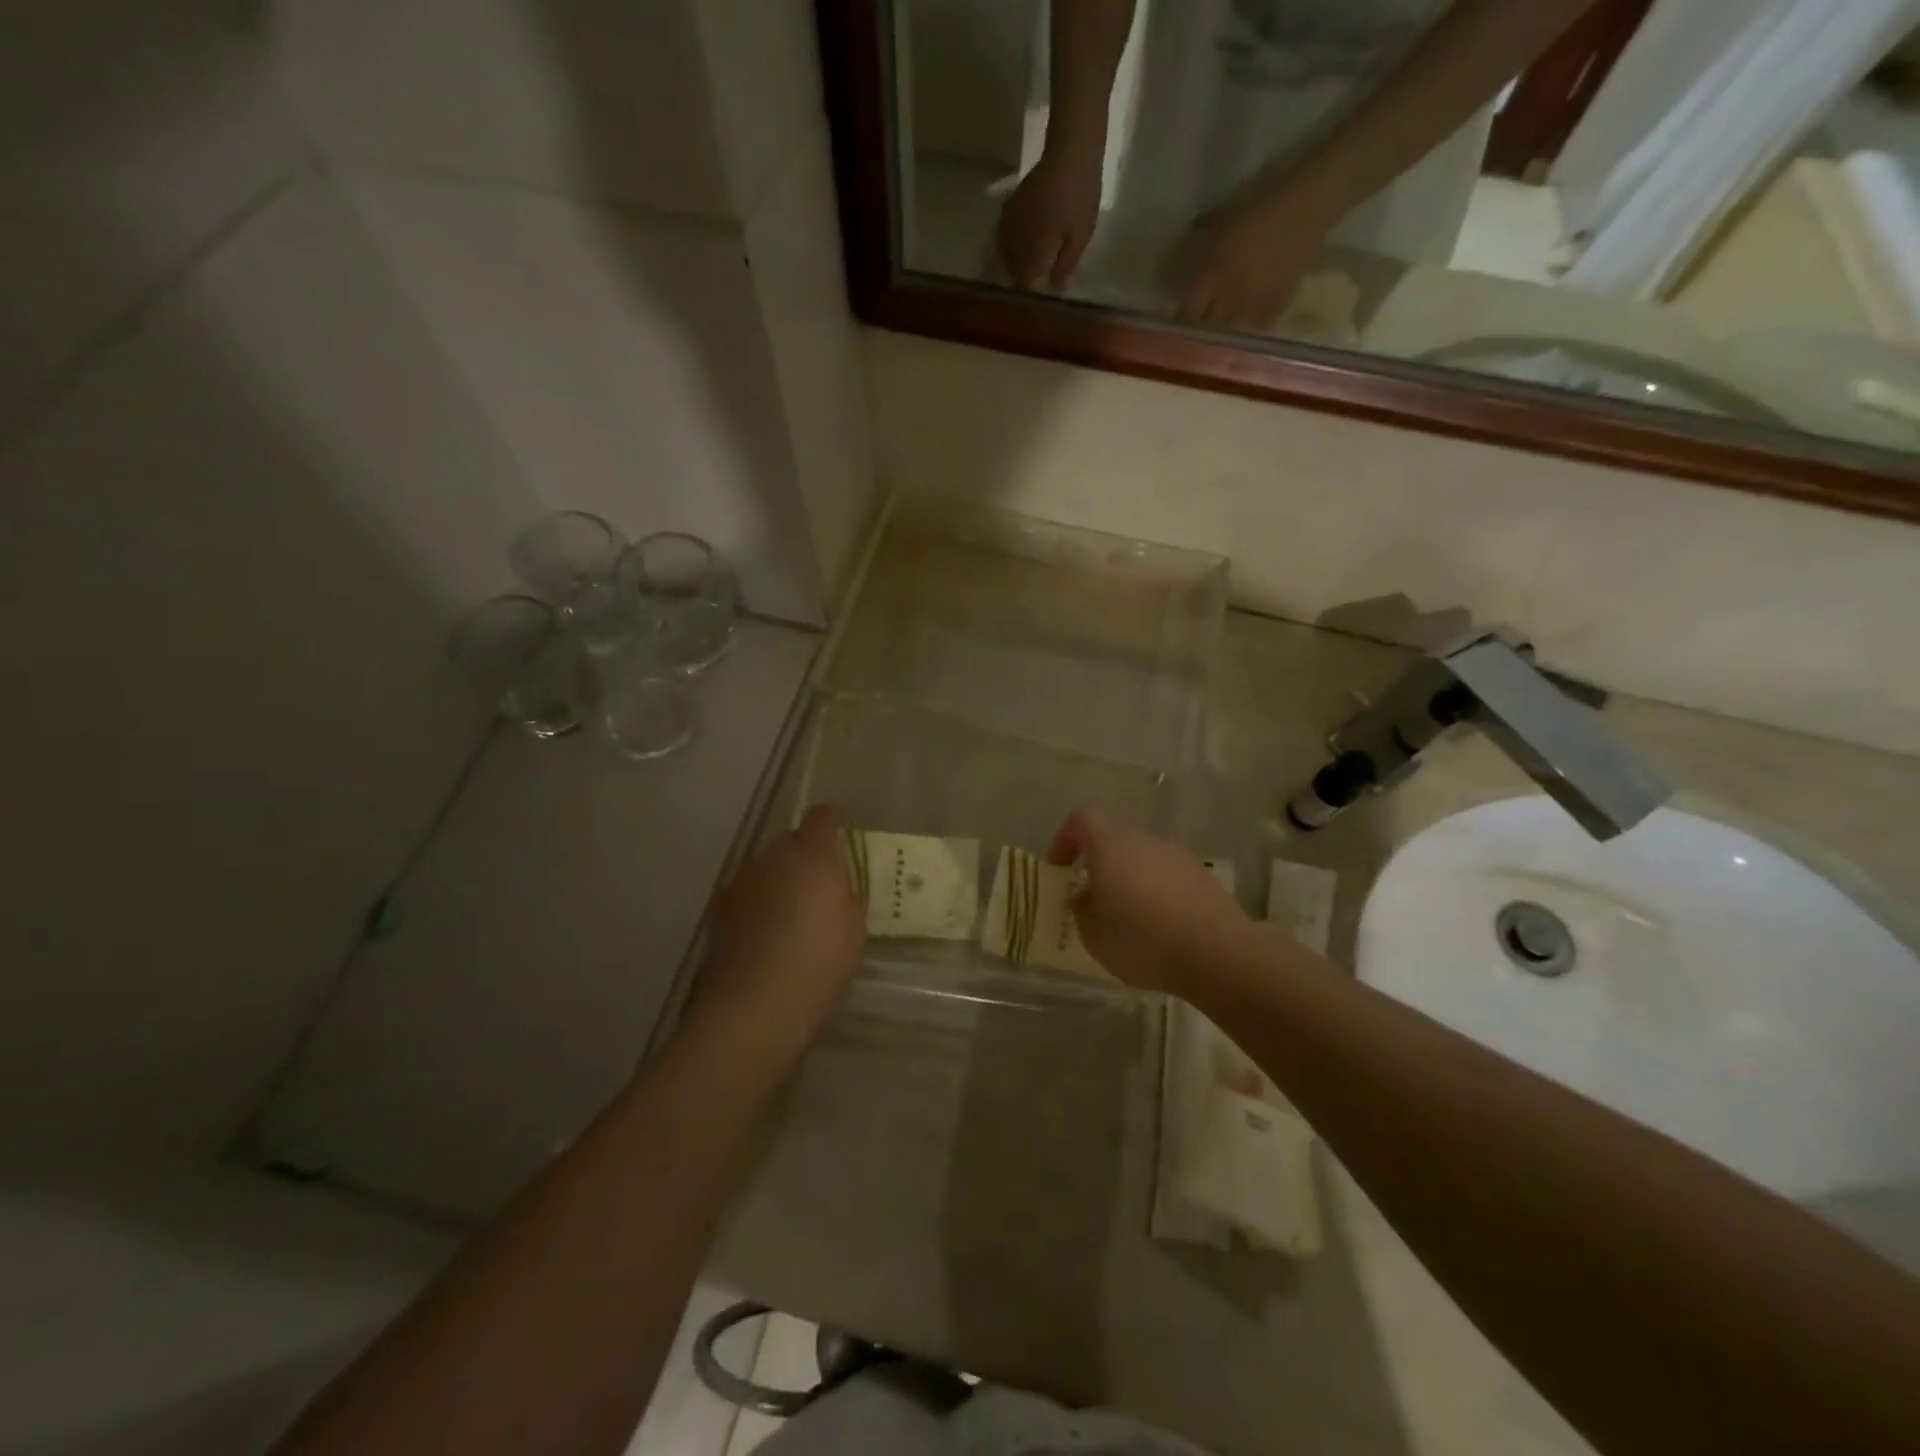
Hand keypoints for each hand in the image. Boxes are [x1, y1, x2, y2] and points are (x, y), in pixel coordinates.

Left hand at [691, 806, 864, 1034]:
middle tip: (821, 888)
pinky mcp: (718, 911)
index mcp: (812, 855)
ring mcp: (740, 882)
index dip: (833, 822)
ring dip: (779, 881)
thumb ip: (846, 896)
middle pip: (791, 842)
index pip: (823, 817)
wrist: (752, 1008)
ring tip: (791, 917)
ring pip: (766, 869)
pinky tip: (766, 938)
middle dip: (806, 857)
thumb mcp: (854, 929)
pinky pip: (747, 895)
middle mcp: (772, 857)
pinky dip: (758, 906)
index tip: (841, 834)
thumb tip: (834, 887)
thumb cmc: (818, 964)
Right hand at [996, 147, 1103, 290]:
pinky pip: (1003, 232)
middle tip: (1031, 284)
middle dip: (1018, 278)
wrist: (1071, 150)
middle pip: (1010, 267)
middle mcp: (1016, 237)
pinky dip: (1008, 243)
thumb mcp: (1080, 236)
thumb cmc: (1080, 196)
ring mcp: (1011, 219)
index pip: (1023, 280)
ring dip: (1011, 261)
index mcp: (1033, 248)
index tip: (1036, 297)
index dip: (1028, 292)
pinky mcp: (1012, 203)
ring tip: (1023, 267)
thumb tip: (1055, 289)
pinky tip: (1018, 244)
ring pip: (1003, 250)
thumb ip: (1065, 264)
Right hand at [1048, 809, 1250, 994]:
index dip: (1065, 838)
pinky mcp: (1202, 875)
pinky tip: (1161, 926)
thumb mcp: (1093, 934)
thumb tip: (1084, 896)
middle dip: (1099, 863)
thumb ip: (1081, 908)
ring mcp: (1177, 855)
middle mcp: (1144, 840)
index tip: (1060, 868)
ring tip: (1129, 918)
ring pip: (1142, 857)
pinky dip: (1158, 892)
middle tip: (1092, 898)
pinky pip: (1168, 875)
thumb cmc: (1142, 940)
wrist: (1216, 953)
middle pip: (1114, 838)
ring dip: (1130, 878)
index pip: (1082, 818)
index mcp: (1110, 845)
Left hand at [1175, 196, 1335, 330]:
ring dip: (1219, 339)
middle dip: (1197, 334)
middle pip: (1205, 329)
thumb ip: (1202, 253)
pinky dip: (1245, 336)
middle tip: (1194, 338)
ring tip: (1215, 343)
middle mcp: (1229, 296)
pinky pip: (1254, 331)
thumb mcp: (1221, 225)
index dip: (1179, 323)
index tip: (1174, 328)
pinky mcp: (1276, 307)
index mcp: (1212, 274)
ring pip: (1228, 336)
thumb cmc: (1261, 204)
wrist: (1308, 204)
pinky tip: (1242, 336)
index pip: (1187, 312)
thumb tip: (1187, 273)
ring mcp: (1253, 305)